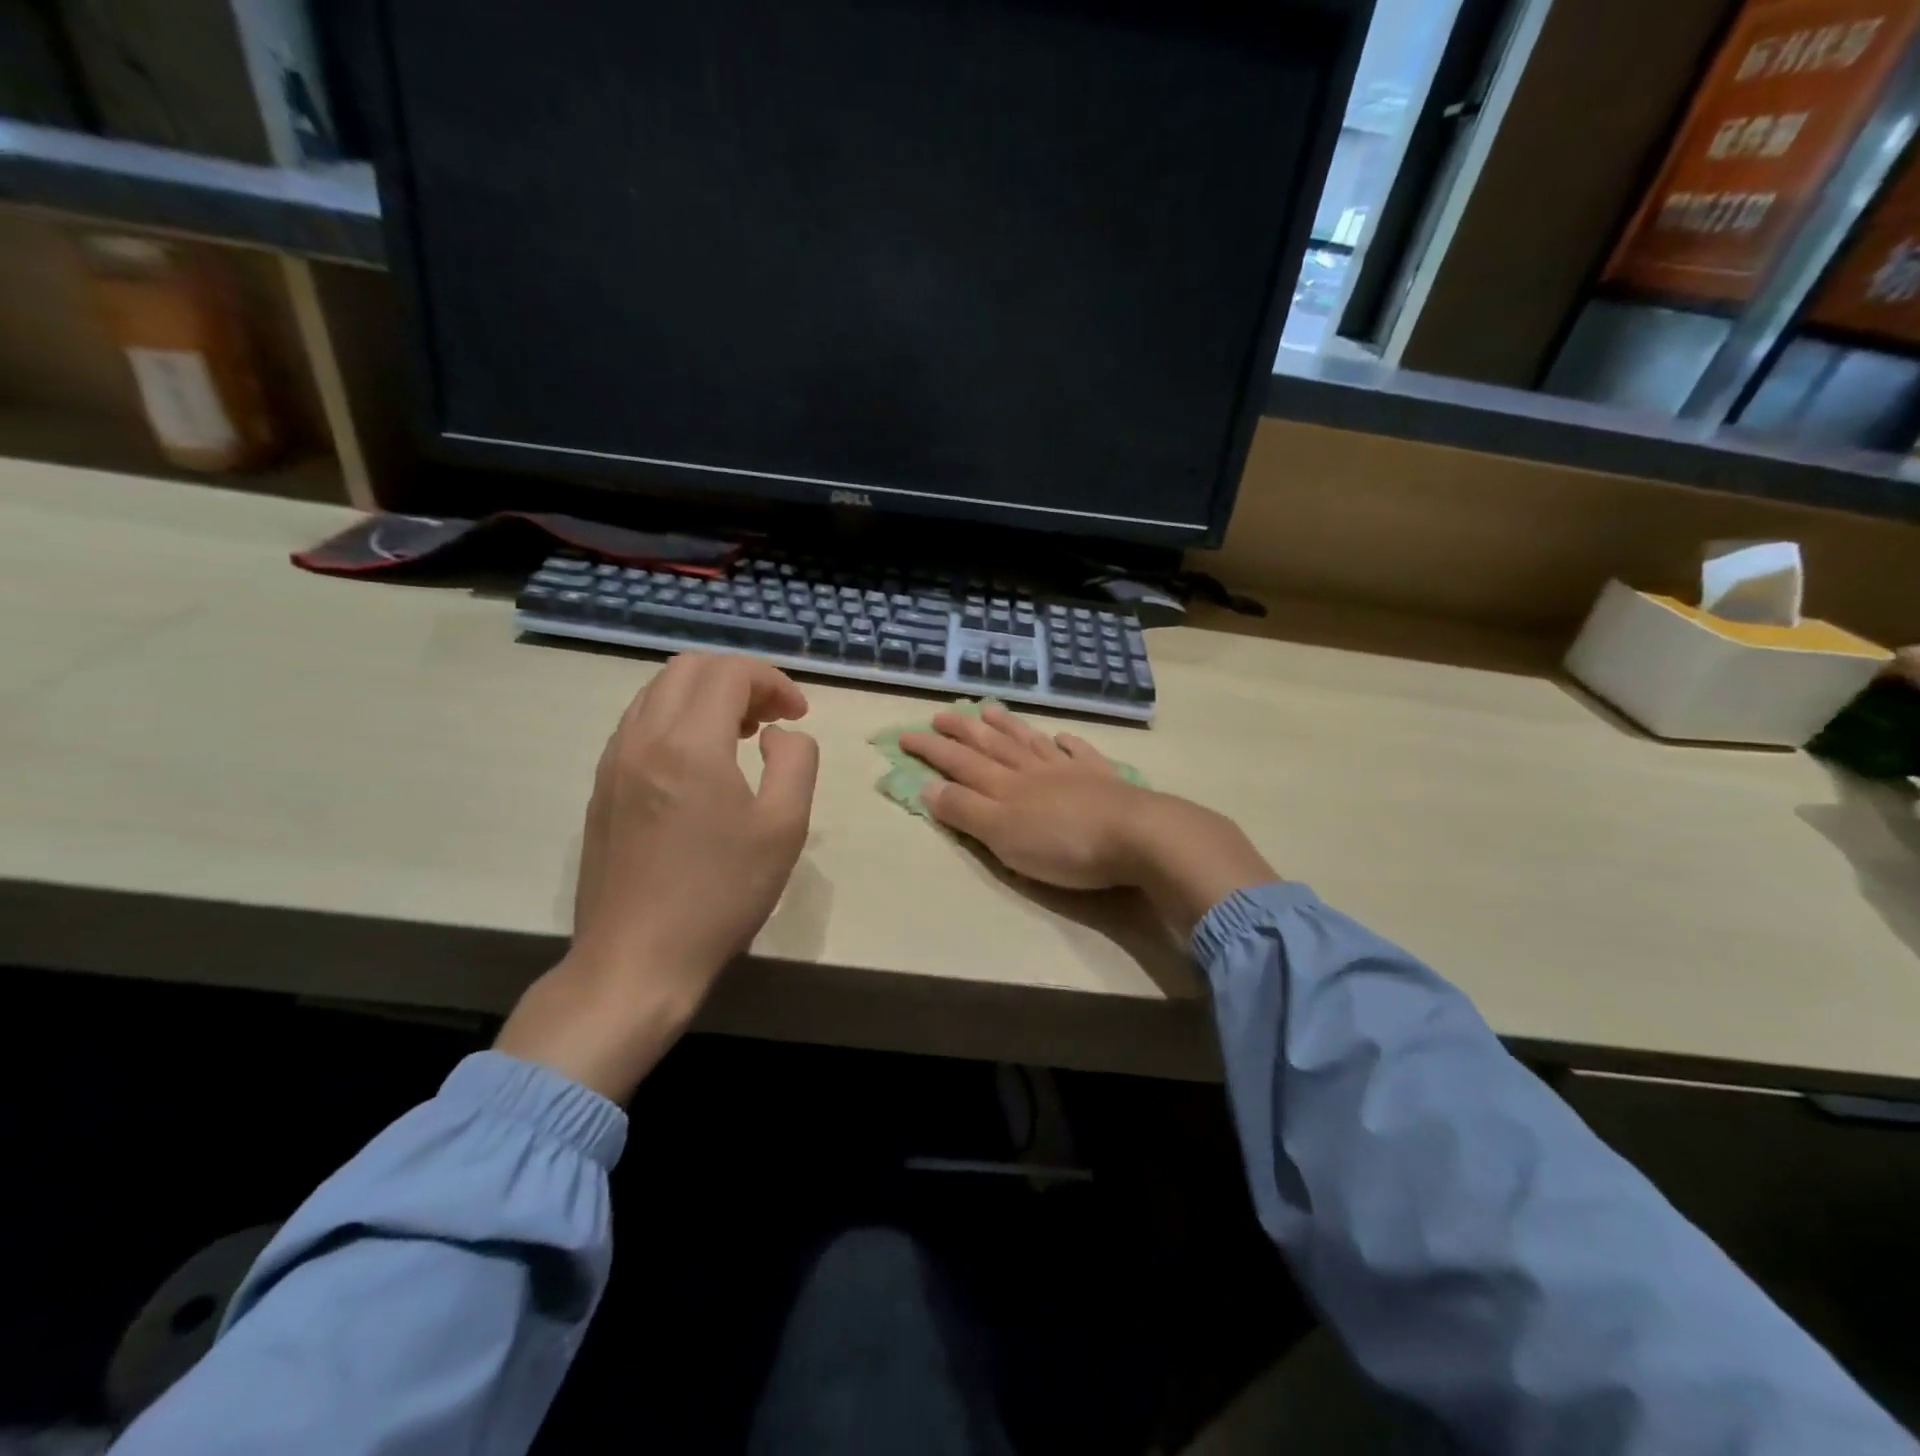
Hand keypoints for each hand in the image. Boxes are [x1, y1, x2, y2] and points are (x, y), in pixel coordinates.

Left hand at [497, 654, 818, 1099]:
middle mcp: (642, 738)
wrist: (636, 961)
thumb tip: (776, 734)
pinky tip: (701, 762)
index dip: (773, 681)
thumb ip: (795, 761)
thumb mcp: (784, 828)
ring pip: (658, 691)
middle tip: (772, 718)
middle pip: (688, 668)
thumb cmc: (721, 895)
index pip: (730, 673)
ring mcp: (614, 761)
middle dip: (739, 679)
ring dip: (705, 696)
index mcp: (689, 744)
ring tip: (741, 736)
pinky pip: (639, 723)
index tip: (799, 715)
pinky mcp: (601, 786)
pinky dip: (677, 718)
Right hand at [898, 703, 1276, 932]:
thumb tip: (928, 786)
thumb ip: (965, 811)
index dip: (931, 750)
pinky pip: (1079, 753)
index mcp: (1005, 787)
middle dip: (962, 731)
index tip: (905, 734)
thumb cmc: (1063, 845)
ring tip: (989, 709)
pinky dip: (1067, 743)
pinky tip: (1062, 737)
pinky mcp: (1102, 779)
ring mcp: (1070, 771)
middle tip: (941, 713)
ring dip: (1008, 727)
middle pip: (992, 746)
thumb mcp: (1002, 836)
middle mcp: (1033, 771)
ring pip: (1031, 742)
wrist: (1137, 836)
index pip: (959, 763)